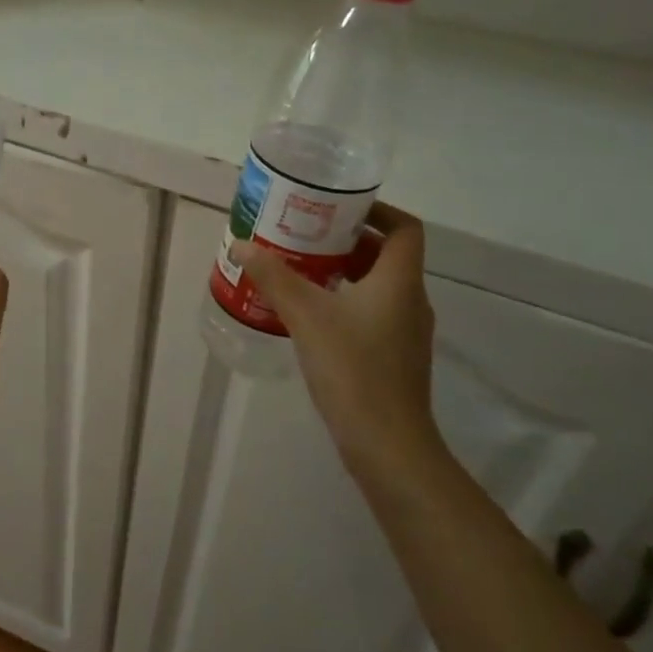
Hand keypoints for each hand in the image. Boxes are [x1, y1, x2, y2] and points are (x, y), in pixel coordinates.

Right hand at [231, 203, 442, 482]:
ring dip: (344, 272)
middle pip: (387, 255)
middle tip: (305, 236)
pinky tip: (310, 314)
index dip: (377, 211)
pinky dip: (345, 302)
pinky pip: (372, 313)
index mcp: (400, 281)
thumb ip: (274, 277)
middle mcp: (410, 300)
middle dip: (347, 241)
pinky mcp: (394, 356)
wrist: (386, 443)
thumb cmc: (353, 368)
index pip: (404, 228)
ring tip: (300, 270)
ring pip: (378, 286)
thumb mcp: (306, 315)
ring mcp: (405, 332)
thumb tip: (241, 246)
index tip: (339, 208)